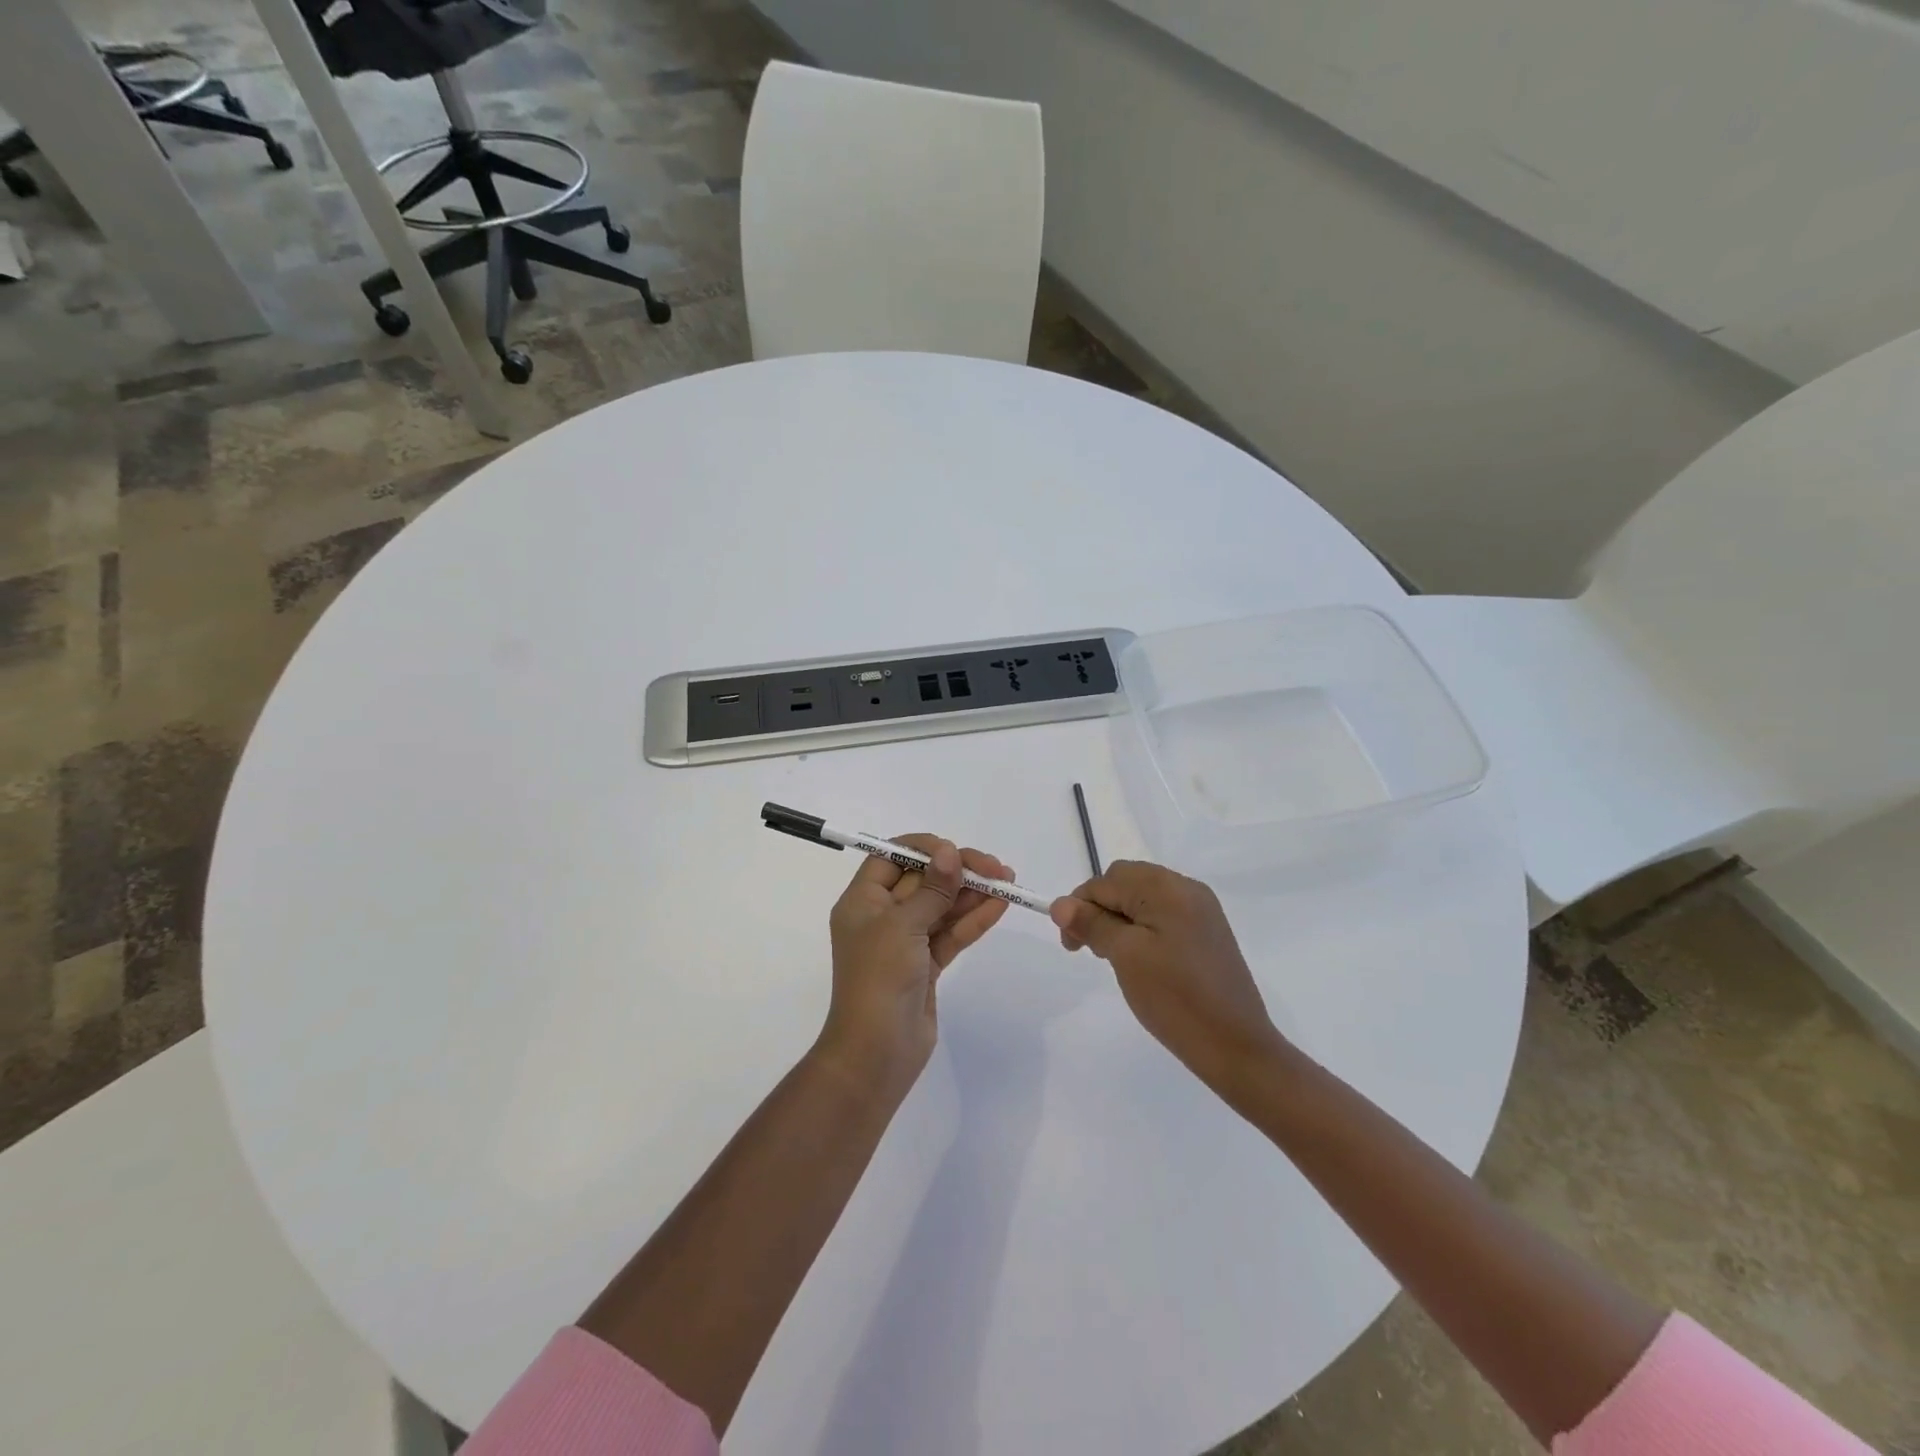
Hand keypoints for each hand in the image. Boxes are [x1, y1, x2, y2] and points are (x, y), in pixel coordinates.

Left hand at [819, 835, 1013, 1091]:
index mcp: (862, 901)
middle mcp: (882, 917)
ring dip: (972, 894)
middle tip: (996, 868)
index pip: (890, 858)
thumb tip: (950, 852)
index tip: (955, 851)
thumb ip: (932, 889)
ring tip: (1008, 882)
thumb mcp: (903, 926)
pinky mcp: (926, 965)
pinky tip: (1000, 906)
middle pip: (922, 880)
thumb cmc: (879, 979)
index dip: (923, 849)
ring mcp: (905, 942)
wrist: (876, 1053)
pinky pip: (951, 934)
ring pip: (941, 907)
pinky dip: (973, 920)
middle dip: (957, 871)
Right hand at [1050, 861, 1285, 1099]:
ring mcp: (1201, 910)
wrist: (1236, 1046)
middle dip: (1099, 910)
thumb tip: (1060, 904)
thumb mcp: (1125, 956)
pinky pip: (1162, 916)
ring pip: (1142, 899)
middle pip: (1125, 882)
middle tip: (1092, 951)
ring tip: (1116, 959)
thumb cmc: (1175, 998)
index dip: (1080, 908)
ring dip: (1119, 921)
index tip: (1071, 946)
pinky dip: (1142, 930)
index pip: (1105, 882)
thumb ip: (1092, 923)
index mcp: (1167, 887)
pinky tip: (1141, 961)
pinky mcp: (1207, 933)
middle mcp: (1186, 888)